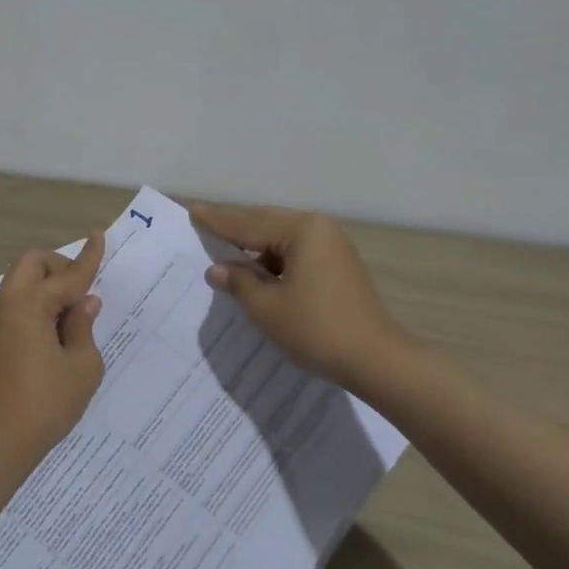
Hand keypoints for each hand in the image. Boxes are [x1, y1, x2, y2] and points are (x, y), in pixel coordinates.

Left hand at [0, 234, 106, 471]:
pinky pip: (12, 305)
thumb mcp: (81, 367)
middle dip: (59, 268)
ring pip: (19, 283)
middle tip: (81, 294)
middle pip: (31, 264)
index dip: (88, 257)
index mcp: (28, 305)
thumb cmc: (44, 406)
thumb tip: (84, 303)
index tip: (99, 235)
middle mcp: (4, 305)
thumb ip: (84, 327)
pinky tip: (50, 336)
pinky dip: (33, 306)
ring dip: (45, 288)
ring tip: (70, 320)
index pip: (67, 275)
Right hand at [190, 203, 414, 390]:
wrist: (377, 359)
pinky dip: (273, 260)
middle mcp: (319, 228)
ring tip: (223, 249)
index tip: (192, 209)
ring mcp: (332, 245)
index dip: (217, 220)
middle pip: (266, 223)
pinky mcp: (338, 265)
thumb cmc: (317, 329)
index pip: (248, 223)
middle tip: (203, 221)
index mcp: (302, 230)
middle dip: (234, 227)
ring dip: (254, 246)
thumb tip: (217, 269)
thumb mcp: (267, 307)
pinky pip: (296, 252)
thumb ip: (240, 282)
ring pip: (281, 238)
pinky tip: (257, 272)